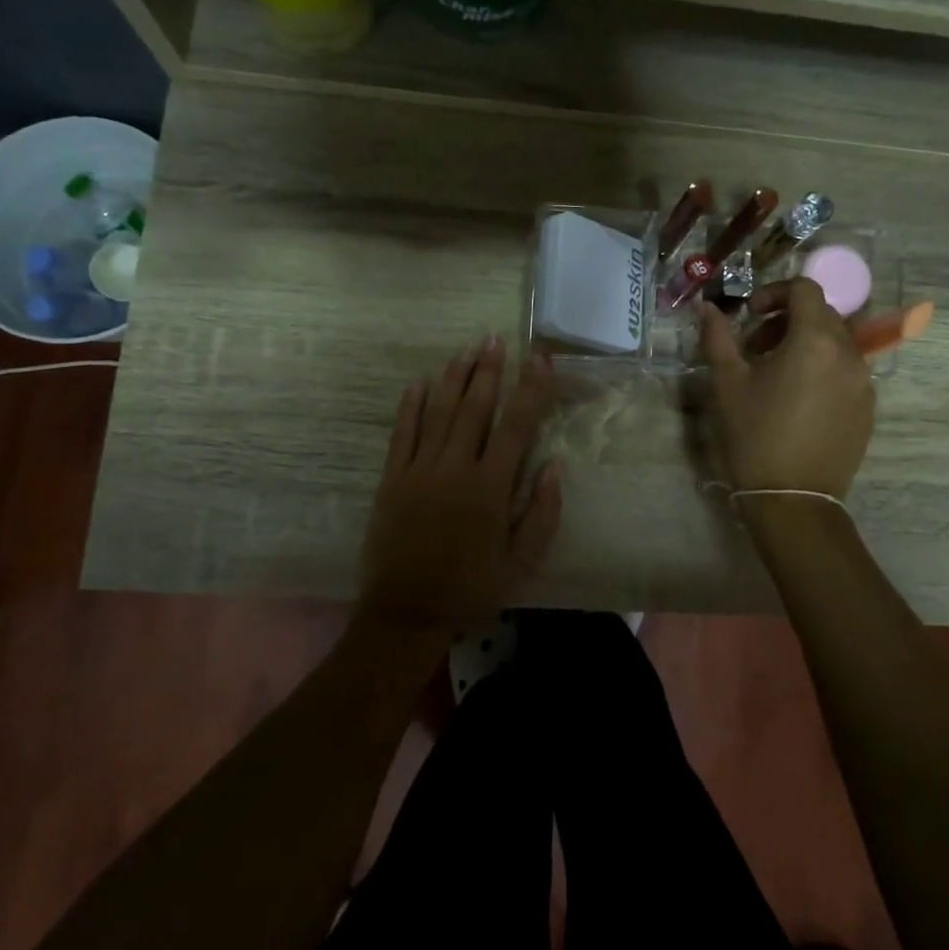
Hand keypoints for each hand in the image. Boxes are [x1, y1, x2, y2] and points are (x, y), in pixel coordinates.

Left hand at [358, 336, 561, 636]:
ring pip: (439, 412)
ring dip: (453, 377)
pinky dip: (410, 405)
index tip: (540, 359)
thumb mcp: (521, 562)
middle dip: (488, 370)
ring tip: (466, 349)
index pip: (517, 425)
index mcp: (491, 487)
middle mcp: (456, 468)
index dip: (531, 389)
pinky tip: (418, 382)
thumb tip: (555, 465)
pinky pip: (402, 433)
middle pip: (474, 407)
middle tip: (494, 338)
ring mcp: (420, 470)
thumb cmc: (472, 587)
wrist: (407, 611)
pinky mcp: (393, 478)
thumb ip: (542, 513)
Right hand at [698, 279, 875, 497]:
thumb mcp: (728, 384)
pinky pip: (847, 371)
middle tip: (756, 346)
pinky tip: (798, 399)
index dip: (774, 292)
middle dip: (788, 319)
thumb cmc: (755, 436)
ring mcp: (864, 383)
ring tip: (776, 373)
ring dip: (806, 343)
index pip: (805, 290)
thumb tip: (705, 308)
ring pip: (837, 343)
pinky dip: (823, 368)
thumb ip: (717, 338)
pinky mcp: (868, 408)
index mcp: (815, 341)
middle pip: (823, 314)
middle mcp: (849, 354)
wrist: (793, 499)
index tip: (750, 315)